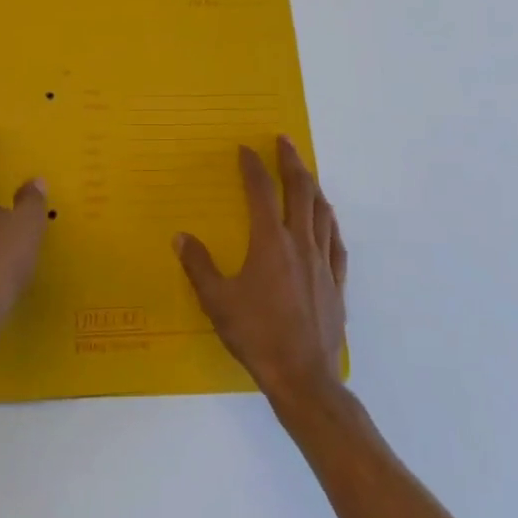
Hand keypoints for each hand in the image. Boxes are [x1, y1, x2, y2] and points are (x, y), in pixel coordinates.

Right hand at [175, 136, 347, 404]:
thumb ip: (199, 265)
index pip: (261, 192)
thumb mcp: (217, 300)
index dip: (253, 167)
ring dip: (313, 186)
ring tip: (306, 172)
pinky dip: (330, 222)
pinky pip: (336, 242)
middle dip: (291, 162)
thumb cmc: (256, 335)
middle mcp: (300, 243)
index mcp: (270, 242)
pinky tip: (328, 219)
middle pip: (300, 191)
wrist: (302, 376)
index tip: (246, 148)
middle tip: (285, 141)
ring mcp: (323, 263)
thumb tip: (181, 237)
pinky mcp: (336, 283)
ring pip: (321, 212)